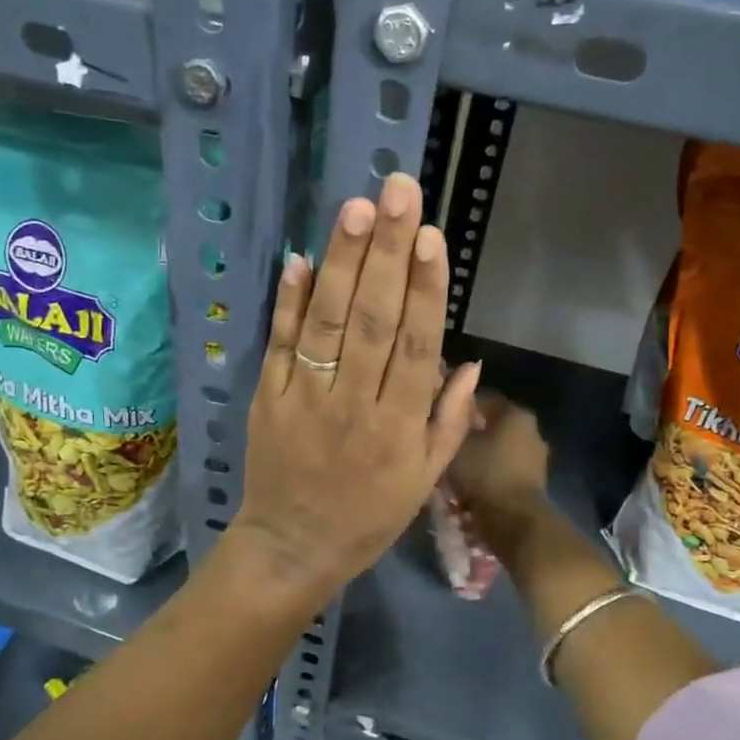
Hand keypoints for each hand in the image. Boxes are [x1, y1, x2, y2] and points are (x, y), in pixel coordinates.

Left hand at [229, 173, 480, 604]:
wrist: (292, 548)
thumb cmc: (368, 517)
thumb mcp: (424, 481)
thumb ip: (448, 421)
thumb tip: (470, 362)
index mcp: (400, 426)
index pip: (418, 346)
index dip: (427, 289)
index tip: (432, 236)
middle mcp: (355, 403)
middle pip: (374, 319)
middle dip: (389, 253)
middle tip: (398, 192)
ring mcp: (306, 397)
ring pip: (328, 322)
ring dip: (343, 263)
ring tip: (356, 210)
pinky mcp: (268, 397)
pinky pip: (279, 343)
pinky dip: (287, 301)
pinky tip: (299, 258)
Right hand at [445, 391, 549, 527]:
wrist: (514, 519)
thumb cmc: (484, 473)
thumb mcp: (456, 444)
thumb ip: (454, 424)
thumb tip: (452, 413)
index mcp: (515, 413)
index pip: (483, 399)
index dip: (459, 407)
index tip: (441, 419)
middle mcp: (531, 430)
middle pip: (493, 426)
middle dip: (470, 434)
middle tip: (445, 446)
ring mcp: (536, 457)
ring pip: (499, 450)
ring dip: (480, 457)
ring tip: (455, 470)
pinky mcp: (535, 482)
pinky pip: (505, 471)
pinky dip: (490, 475)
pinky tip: (471, 486)